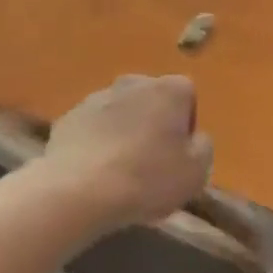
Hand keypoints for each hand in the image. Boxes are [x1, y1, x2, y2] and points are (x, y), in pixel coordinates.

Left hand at [39, 75, 211, 230]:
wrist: (78, 190)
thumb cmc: (147, 178)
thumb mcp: (196, 172)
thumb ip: (203, 147)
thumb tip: (195, 139)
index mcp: (170, 89)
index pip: (187, 96)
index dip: (186, 125)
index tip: (179, 155)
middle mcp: (135, 82)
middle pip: (152, 100)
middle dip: (153, 124)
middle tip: (151, 162)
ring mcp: (98, 97)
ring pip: (120, 113)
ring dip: (123, 132)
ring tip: (120, 172)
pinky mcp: (69, 117)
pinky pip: (92, 128)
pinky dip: (96, 143)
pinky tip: (94, 174)